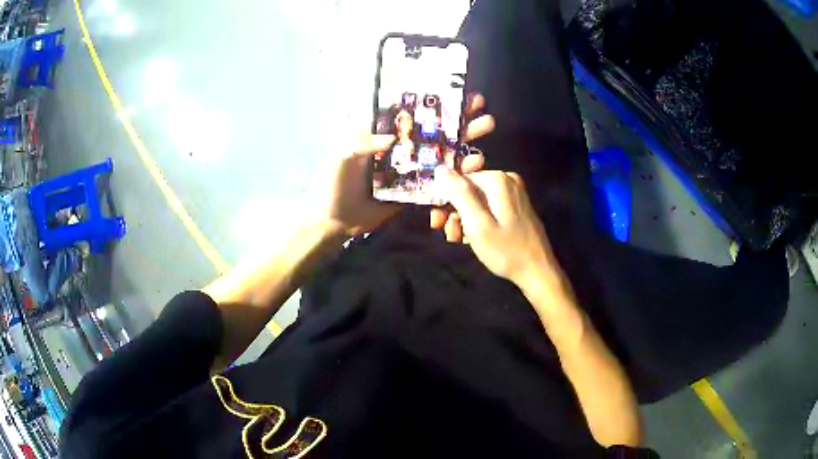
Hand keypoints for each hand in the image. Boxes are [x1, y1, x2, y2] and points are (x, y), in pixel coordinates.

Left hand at [322, 93, 494, 237]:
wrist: (336, 221)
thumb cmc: (334, 183)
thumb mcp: (342, 156)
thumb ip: (362, 142)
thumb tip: (391, 136)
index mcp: (383, 132)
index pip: (411, 110)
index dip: (432, 99)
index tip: (455, 89)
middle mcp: (401, 146)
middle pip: (433, 127)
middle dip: (457, 114)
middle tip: (480, 104)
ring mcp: (411, 168)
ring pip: (442, 150)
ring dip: (464, 138)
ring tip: (486, 126)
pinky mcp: (417, 190)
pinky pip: (440, 179)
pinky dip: (458, 172)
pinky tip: (476, 164)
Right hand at [436, 169, 557, 287]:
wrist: (537, 272)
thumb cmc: (506, 250)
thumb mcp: (477, 224)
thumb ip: (458, 194)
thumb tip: (440, 169)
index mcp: (497, 180)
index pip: (458, 178)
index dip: (443, 198)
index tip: (436, 221)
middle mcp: (506, 180)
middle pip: (467, 189)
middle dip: (453, 211)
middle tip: (446, 233)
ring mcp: (513, 194)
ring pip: (476, 200)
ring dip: (463, 219)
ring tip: (458, 240)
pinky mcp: (515, 207)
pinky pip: (488, 207)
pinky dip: (477, 221)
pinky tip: (471, 238)